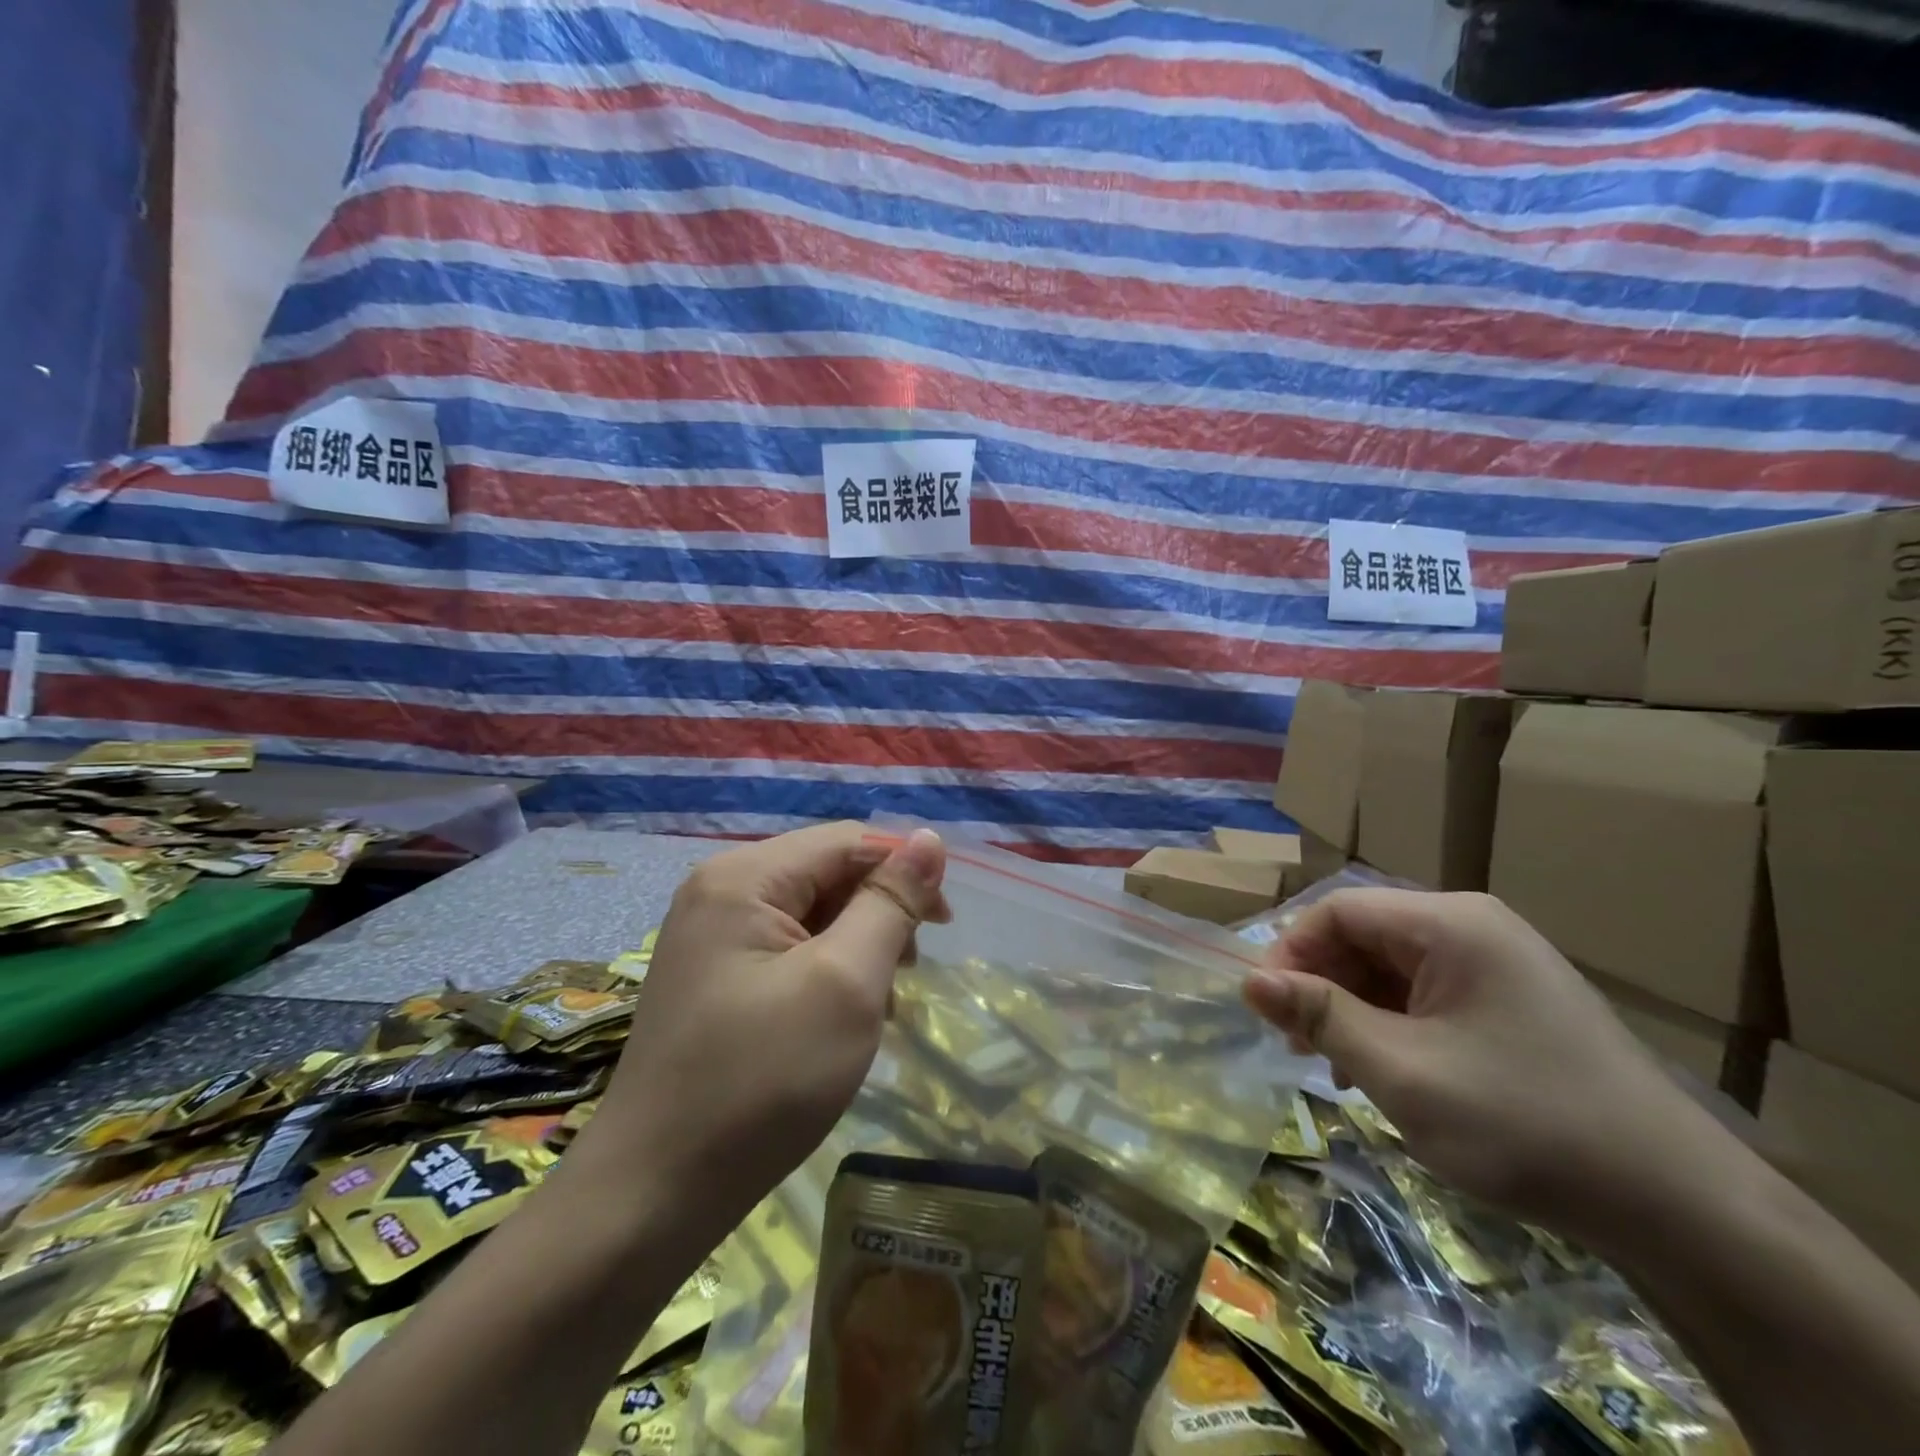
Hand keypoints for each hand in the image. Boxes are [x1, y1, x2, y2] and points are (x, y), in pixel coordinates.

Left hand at [569, 823, 948, 1226]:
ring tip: (875, 1004)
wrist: (654, 1196)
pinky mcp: (713, 975)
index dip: (904, 870)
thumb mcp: (845, 984)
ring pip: (811, 912)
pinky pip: (785, 947)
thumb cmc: (761, 1081)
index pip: (848, 841)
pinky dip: (825, 971)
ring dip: (856, 945)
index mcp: (744, 877)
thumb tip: (930, 838)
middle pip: (827, 872)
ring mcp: (710, 934)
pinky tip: (838, 1018)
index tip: (944, 926)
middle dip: (878, 913)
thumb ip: (891, 903)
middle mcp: (720, 889)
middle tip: (906, 975)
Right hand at [1244, 889, 1703, 1234]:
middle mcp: (1474, 928)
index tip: (1265, 1007)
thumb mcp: (1403, 1072)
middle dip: (1321, 984)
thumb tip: (1249, 980)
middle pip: (1366, 935)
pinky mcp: (1515, 1003)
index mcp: (1451, 924)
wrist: (1683, 1209)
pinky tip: (1385, 1071)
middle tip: (1296, 1044)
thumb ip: (1319, 1016)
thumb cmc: (1525, 1124)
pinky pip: (1429, 994)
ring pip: (1394, 967)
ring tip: (1335, 1065)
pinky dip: (1393, 1024)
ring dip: (1354, 1009)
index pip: (1338, 910)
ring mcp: (1500, 964)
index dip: (1290, 951)